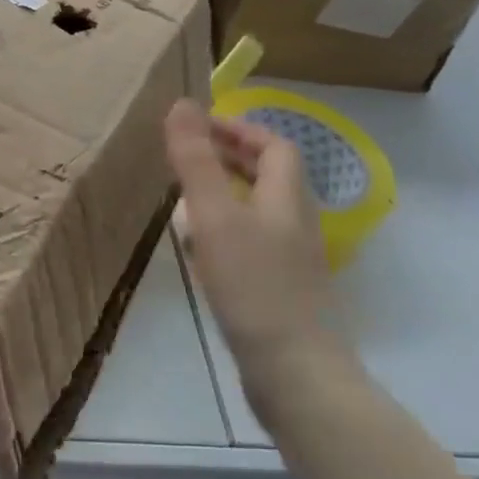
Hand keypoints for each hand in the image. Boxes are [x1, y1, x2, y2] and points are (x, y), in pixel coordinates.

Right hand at [164, 99, 345, 395]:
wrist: (296, 375)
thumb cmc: (255, 286)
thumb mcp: (216, 216)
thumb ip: (197, 160)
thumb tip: (182, 103)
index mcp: (287, 199)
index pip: (275, 146)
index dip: (240, 129)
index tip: (199, 126)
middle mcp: (295, 224)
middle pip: (270, 177)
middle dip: (231, 158)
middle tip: (187, 154)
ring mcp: (291, 262)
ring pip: (259, 210)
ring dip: (226, 193)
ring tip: (186, 196)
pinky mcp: (280, 292)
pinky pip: (252, 243)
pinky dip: (225, 231)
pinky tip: (200, 250)